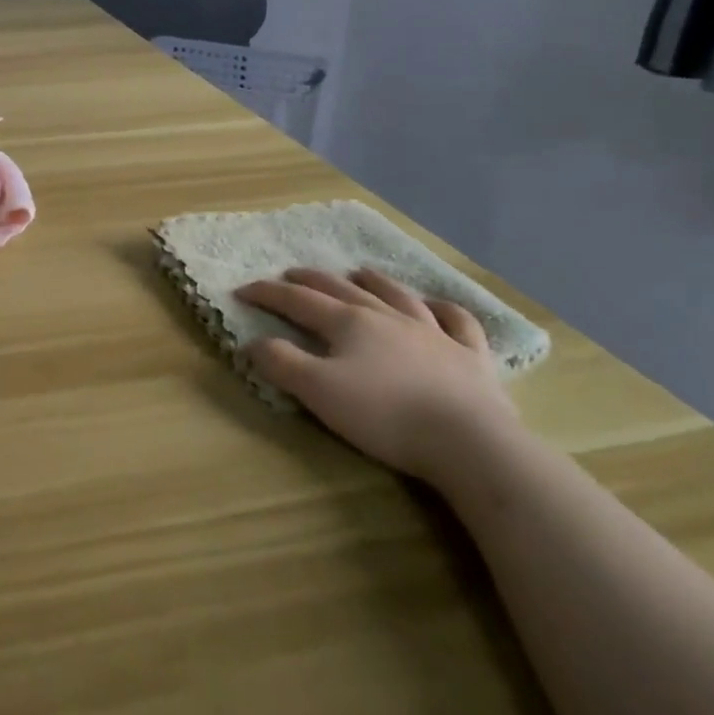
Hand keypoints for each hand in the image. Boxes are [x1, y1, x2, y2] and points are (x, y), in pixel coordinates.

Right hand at [235, 267, 519, 483]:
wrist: (469, 442)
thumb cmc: (385, 415)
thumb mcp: (317, 391)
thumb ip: (281, 363)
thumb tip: (254, 342)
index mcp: (348, 323)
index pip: (298, 301)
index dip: (268, 293)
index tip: (242, 290)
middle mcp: (388, 317)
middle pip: (342, 290)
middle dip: (312, 280)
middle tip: (291, 274)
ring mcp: (433, 333)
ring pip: (398, 296)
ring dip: (375, 281)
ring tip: (360, 272)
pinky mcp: (471, 357)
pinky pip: (458, 322)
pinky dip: (444, 309)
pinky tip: (437, 306)